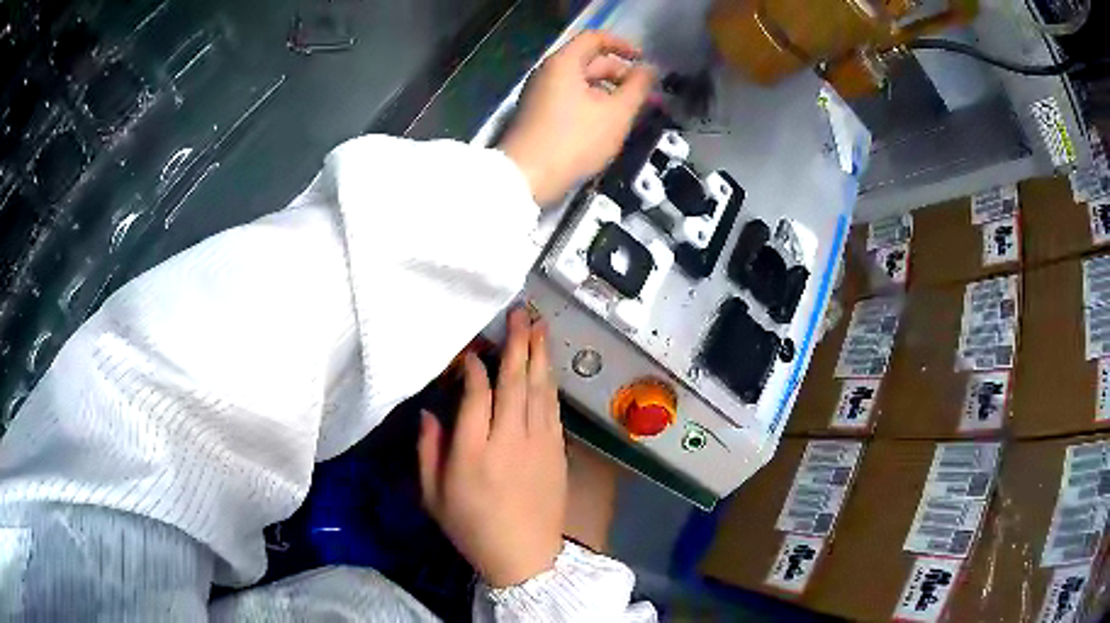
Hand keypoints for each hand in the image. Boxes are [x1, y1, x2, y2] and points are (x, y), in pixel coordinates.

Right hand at [418, 309, 566, 587]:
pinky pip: (552, 408)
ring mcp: (539, 444)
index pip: (476, 393)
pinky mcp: (557, 451)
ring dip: (539, 355)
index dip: (474, 366)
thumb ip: (428, 450)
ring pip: (539, 389)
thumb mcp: (434, 495)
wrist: (524, 557)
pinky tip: (547, 367)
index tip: (470, 352)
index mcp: (473, 451)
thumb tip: (430, 412)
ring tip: (539, 327)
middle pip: (515, 381)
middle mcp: (509, 439)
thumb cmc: (471, 528)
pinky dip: (549, 383)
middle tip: (521, 313)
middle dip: (518, 343)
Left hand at [500, 31, 655, 205]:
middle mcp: (548, 73)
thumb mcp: (617, 113)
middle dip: (621, 75)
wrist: (527, 177)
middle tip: (646, 95)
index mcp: (564, 63)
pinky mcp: (537, 116)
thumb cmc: (575, 140)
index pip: (595, 38)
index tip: (644, 60)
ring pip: (581, 84)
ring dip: (609, 93)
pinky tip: (608, 125)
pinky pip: (570, 100)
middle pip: (589, 62)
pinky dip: (592, 105)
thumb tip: (649, 69)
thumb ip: (638, 87)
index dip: (623, 45)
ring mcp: (540, 95)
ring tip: (631, 113)